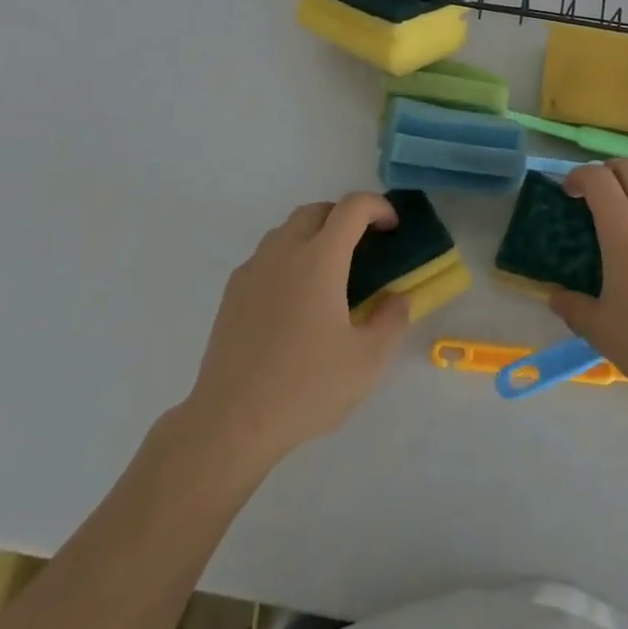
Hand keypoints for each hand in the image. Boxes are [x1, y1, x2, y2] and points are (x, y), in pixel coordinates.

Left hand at [179, 193, 411, 474]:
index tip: (392, 227)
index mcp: (320, 259)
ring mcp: (253, 269)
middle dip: (344, 217)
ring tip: (329, 274)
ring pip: (287, 230)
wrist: (230, 422)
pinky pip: (266, 256)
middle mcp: (284, 251)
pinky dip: (288, 258)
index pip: (352, 207)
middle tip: (363, 248)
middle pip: (316, 210)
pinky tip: (294, 300)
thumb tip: (397, 298)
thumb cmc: (305, 387)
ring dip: (314, 235)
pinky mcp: (232, 292)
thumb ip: (391, 321)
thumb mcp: (367, 361)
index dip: (378, 206)